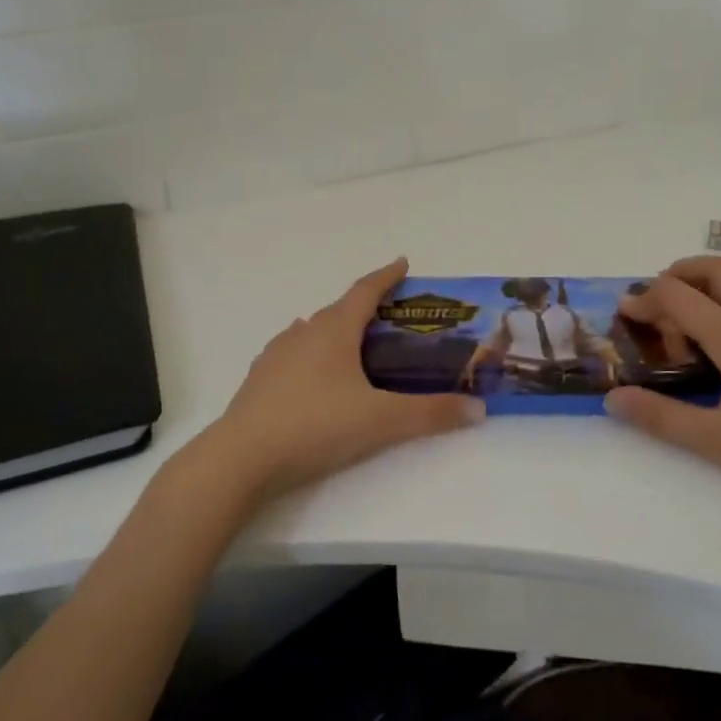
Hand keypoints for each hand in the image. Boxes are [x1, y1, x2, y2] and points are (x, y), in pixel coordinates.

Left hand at [213, 257, 484, 499]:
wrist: (241, 458)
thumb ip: (431, 414)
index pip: (365, 291)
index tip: (403, 263)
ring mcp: (276, 355)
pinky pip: (293, 354)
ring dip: (336, 330)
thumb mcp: (381, 421)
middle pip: (339, 310)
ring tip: (355, 345)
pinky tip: (315, 375)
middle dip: (366, 307)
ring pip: (313, 331)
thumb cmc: (316, 426)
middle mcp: (303, 333)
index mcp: (334, 330)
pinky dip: (312, 355)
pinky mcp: (260, 379)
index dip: (387, 275)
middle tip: (390, 318)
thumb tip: (478, 410)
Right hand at [604, 257, 720, 516]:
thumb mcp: (719, 441)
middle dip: (679, 273)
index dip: (645, 298)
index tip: (625, 312)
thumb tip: (613, 400)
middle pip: (715, 269)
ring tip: (696, 299)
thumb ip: (662, 418)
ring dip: (714, 273)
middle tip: (658, 298)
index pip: (677, 296)